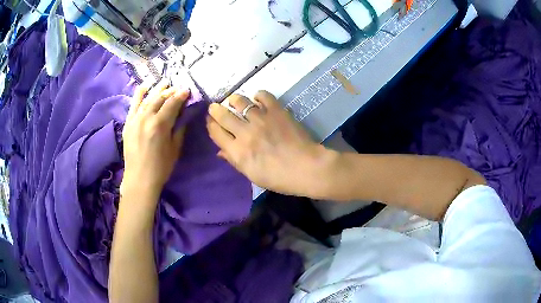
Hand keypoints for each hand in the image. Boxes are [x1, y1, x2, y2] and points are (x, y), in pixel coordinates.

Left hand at [121, 81, 189, 202]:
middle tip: (178, 88)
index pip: (172, 104)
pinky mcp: (128, 123)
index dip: (181, 95)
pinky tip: (145, 86)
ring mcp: (135, 119)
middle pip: (159, 98)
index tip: (187, 90)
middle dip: (170, 91)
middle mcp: (146, 118)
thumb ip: (179, 129)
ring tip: (164, 83)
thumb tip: (183, 116)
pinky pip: (133, 104)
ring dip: (157, 89)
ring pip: (147, 98)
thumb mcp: (175, 149)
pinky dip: (139, 94)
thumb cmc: (160, 167)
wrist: (139, 179)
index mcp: (160, 125)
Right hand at [207, 91, 328, 195]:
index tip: (210, 121)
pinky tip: (257, 99)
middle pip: (223, 115)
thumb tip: (220, 151)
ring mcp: (261, 119)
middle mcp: (245, 133)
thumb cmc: (279, 178)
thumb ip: (235, 161)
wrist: (307, 168)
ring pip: (240, 102)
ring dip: (234, 100)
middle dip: (215, 110)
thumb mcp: (253, 175)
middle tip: (215, 107)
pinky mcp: (277, 111)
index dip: (211, 125)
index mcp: (238, 152)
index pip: (216, 133)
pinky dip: (258, 96)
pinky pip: (263, 96)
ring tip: (233, 100)